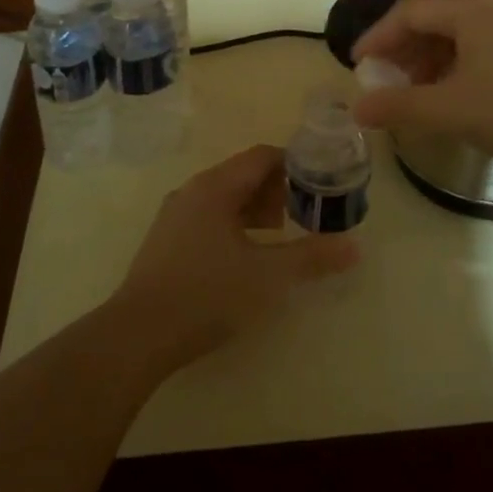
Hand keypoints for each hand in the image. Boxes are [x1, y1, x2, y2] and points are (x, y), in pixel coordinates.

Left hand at [108, 145, 359, 371]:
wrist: (138, 335)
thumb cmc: (207, 294)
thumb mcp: (268, 276)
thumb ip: (312, 257)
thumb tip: (354, 247)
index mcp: (216, 187)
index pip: (262, 156)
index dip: (295, 163)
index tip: (322, 181)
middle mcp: (193, 191)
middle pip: (243, 175)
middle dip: (278, 189)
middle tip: (307, 212)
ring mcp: (175, 216)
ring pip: (225, 198)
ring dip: (256, 209)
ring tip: (281, 234)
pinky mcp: (166, 241)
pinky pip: (209, 217)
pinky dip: (235, 225)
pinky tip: (246, 256)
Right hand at [351, 0, 492, 170]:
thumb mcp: (453, 110)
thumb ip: (400, 106)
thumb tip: (357, 108)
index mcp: (466, 4)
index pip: (405, 13)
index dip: (375, 40)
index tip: (356, 66)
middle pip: (432, 17)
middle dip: (404, 51)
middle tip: (386, 83)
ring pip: (459, 30)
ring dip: (432, 58)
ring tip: (421, 93)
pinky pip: (484, 39)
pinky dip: (461, 61)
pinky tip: (463, 92)